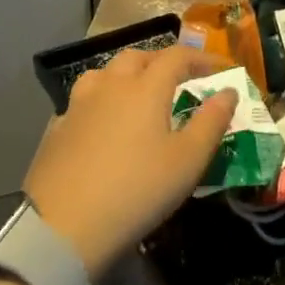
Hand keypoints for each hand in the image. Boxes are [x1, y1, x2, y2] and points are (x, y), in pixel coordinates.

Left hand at [23, 45, 235, 278]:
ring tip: (139, 96)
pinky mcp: (56, 130)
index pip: (176, 56)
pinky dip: (101, 102)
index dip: (201, 58)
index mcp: (145, 88)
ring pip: (104, 74)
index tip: (221, 71)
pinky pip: (83, 101)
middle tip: (180, 81)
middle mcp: (110, 86)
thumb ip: (212, 122)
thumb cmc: (137, 190)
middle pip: (137, 58)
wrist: (63, 227)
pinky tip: (104, 124)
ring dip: (126, 76)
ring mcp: (78, 106)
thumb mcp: (188, 161)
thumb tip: (228, 91)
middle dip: (162, 62)